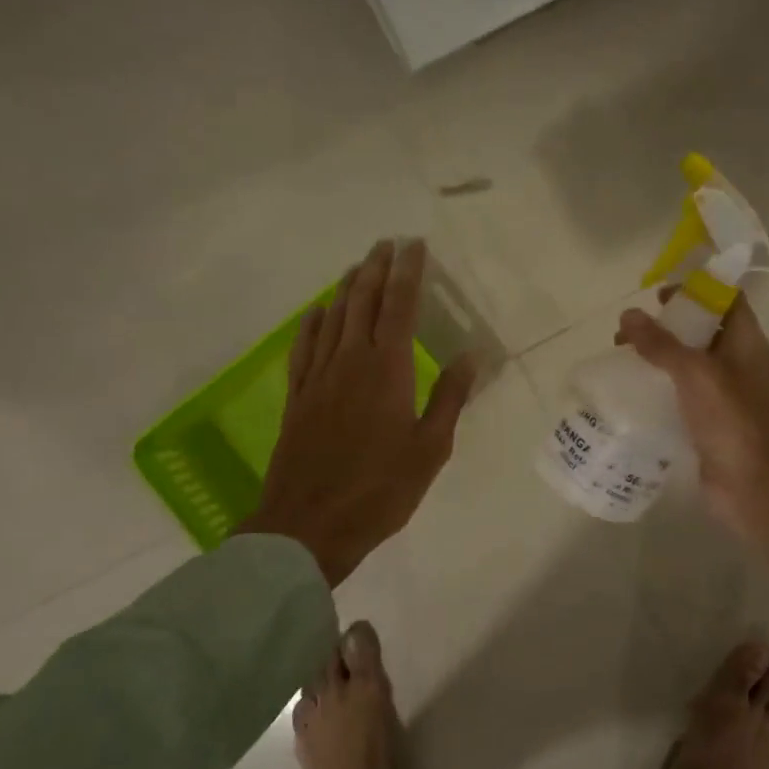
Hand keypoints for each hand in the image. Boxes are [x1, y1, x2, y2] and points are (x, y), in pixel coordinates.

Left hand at [243, 239, 476, 587]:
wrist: (309, 524)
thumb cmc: (380, 489)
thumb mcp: (430, 449)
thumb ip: (449, 398)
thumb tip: (470, 355)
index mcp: (387, 369)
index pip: (399, 306)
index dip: (408, 273)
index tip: (414, 246)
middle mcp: (350, 361)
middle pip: (363, 302)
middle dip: (376, 269)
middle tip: (386, 244)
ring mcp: (319, 377)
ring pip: (333, 318)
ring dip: (347, 288)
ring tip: (358, 266)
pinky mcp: (298, 397)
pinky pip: (304, 348)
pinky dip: (312, 324)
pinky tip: (317, 312)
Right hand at [617, 294, 768, 604]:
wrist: (750, 485)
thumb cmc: (730, 419)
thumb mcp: (694, 372)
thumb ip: (661, 343)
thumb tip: (629, 315)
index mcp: (746, 341)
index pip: (726, 298)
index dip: (696, 288)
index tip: (659, 293)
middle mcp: (737, 361)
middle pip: (701, 328)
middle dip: (665, 323)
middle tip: (628, 329)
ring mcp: (723, 392)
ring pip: (687, 361)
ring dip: (657, 354)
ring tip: (621, 356)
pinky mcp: (707, 418)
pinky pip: (680, 390)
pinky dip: (657, 384)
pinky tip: (630, 388)